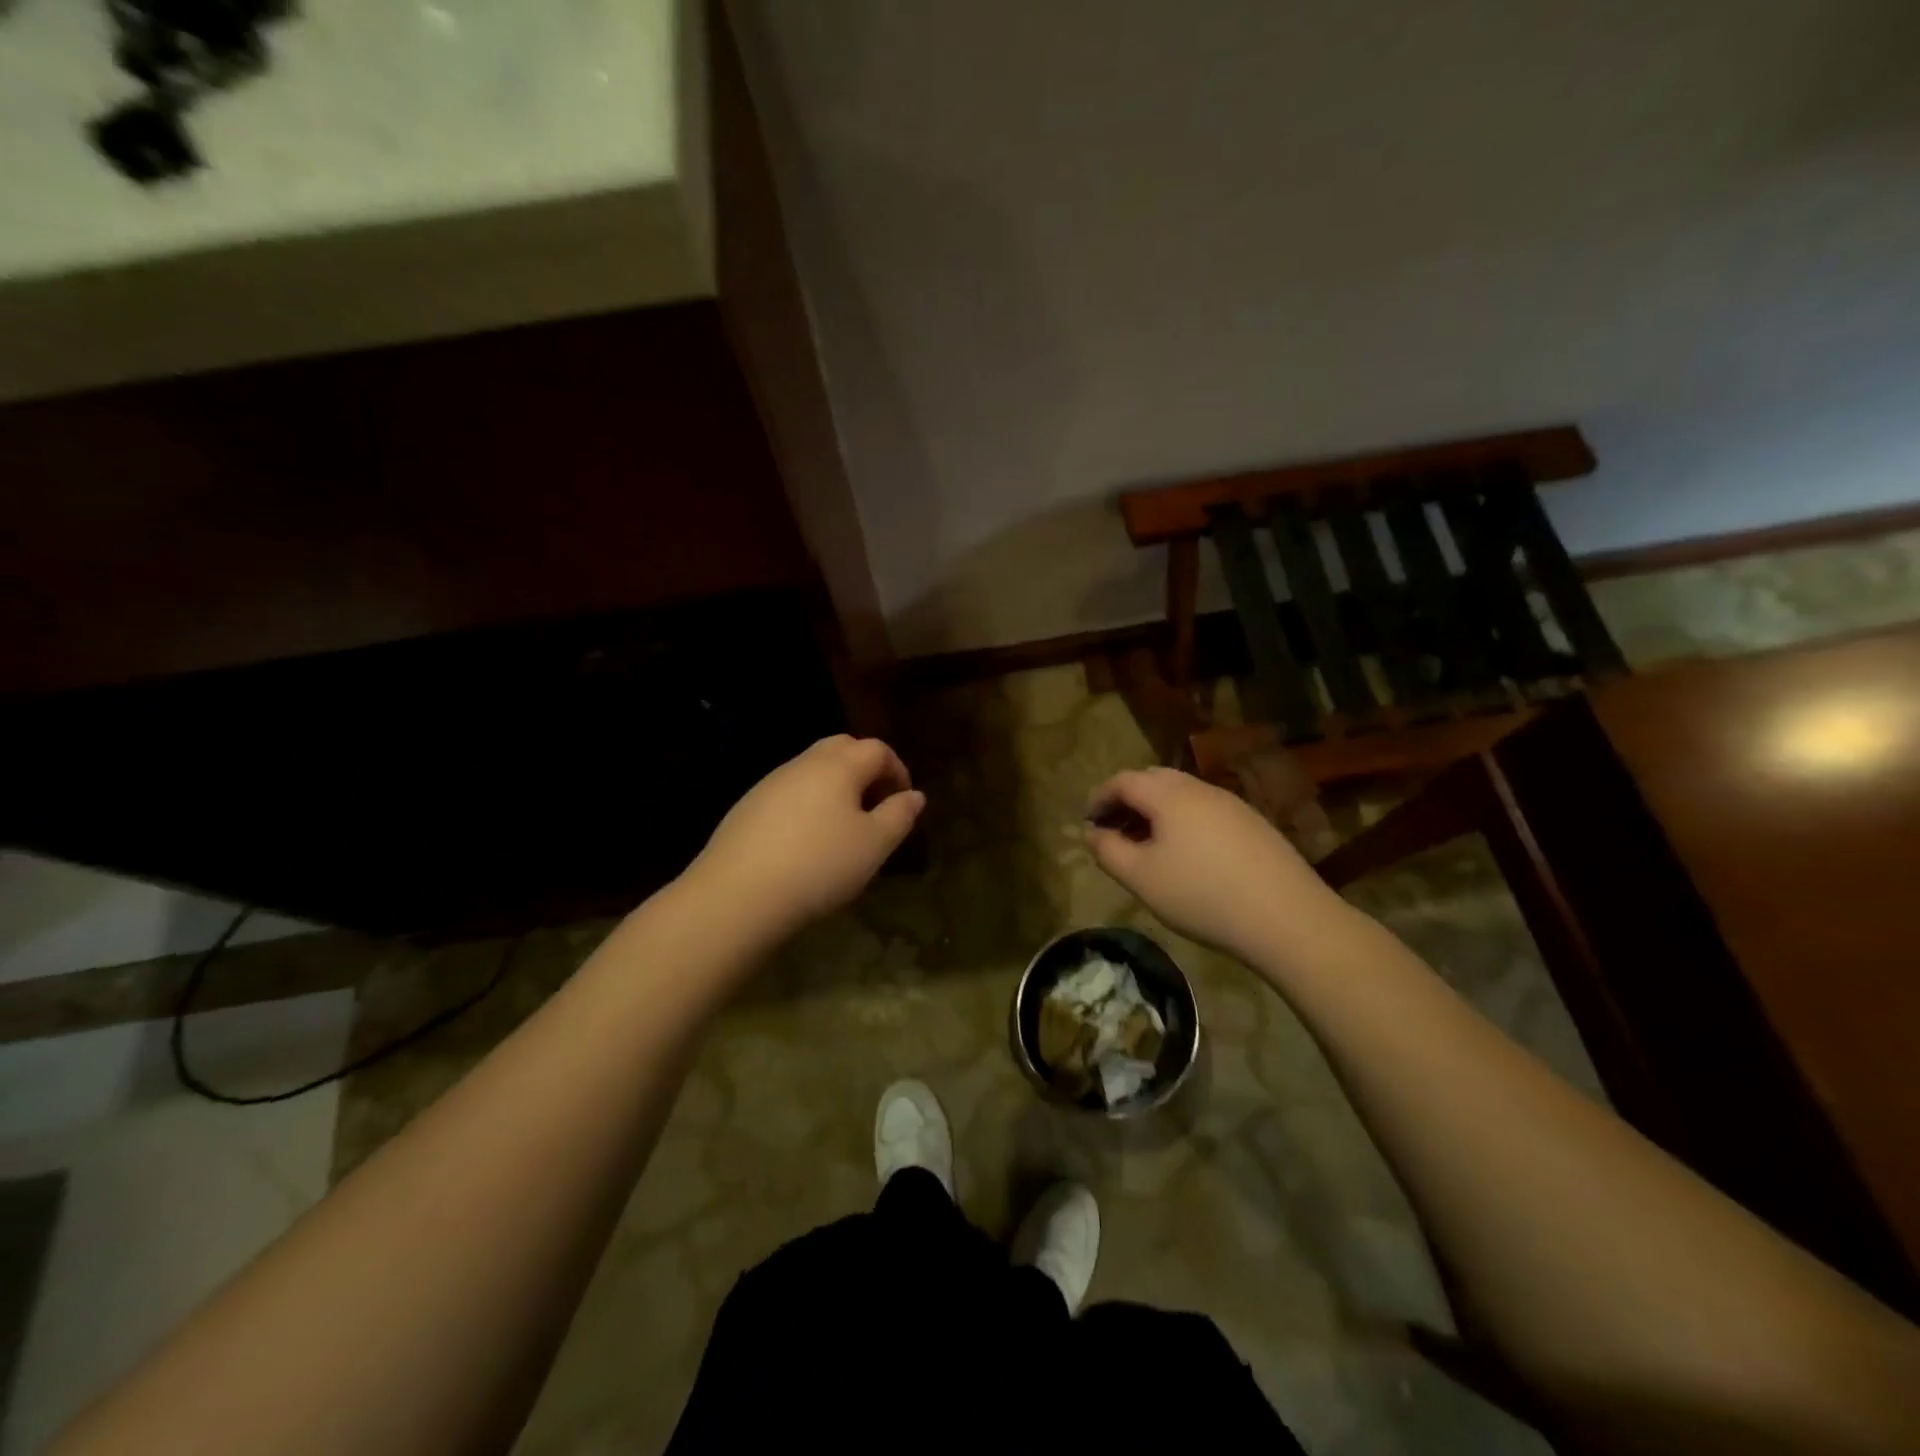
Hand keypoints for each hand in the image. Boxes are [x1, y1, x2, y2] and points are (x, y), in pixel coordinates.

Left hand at [686, 735, 924, 939]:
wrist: (738, 894)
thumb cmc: (819, 865)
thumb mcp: (873, 845)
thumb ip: (898, 816)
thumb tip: (914, 795)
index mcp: (838, 765)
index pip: (877, 749)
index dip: (897, 771)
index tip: (904, 803)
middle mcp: (803, 763)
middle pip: (841, 749)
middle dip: (865, 770)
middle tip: (876, 806)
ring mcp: (770, 783)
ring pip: (812, 770)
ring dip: (836, 788)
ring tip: (844, 828)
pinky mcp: (747, 807)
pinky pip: (789, 793)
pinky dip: (808, 805)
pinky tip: (807, 842)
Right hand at [1085, 766, 1341, 964]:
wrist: (1286, 916)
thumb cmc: (1201, 894)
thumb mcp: (1141, 877)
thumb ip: (1108, 851)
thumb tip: (1092, 832)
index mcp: (1168, 794)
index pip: (1122, 780)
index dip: (1099, 798)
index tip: (1088, 821)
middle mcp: (1199, 788)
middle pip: (1153, 780)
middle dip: (1127, 801)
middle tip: (1114, 831)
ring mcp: (1231, 804)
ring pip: (1181, 795)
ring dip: (1156, 812)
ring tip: (1147, 846)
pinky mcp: (1252, 823)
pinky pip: (1205, 811)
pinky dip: (1183, 822)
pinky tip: (1187, 856)